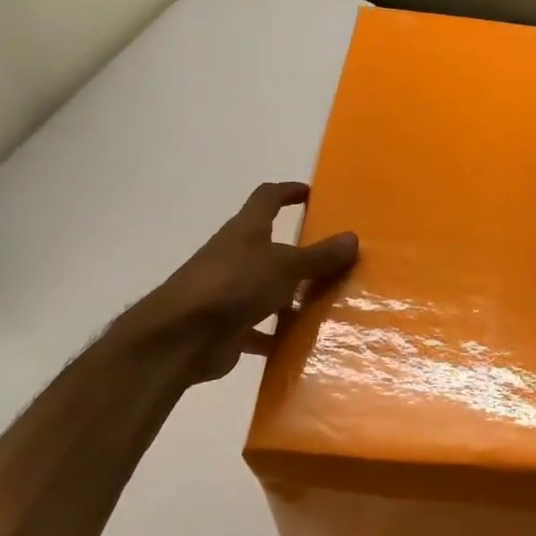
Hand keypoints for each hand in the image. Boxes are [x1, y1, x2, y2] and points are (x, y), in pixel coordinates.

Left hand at [116, 182, 357, 385]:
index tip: (311, 193)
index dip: (288, 192)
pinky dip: (278, 335)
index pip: (267, 198)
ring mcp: (229, 292)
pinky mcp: (227, 326)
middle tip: (334, 260)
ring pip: (267, 289)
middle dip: (299, 253)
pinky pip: (260, 328)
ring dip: (292, 296)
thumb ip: (319, 256)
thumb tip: (353, 237)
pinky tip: (303, 344)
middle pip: (270, 247)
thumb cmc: (234, 285)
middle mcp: (236, 256)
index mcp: (246, 231)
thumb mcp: (285, 266)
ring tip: (328, 304)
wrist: (182, 336)